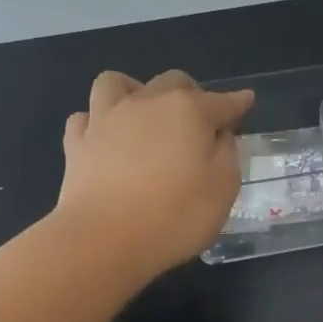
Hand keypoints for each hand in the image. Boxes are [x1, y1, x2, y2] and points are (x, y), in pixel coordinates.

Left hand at [54, 69, 254, 277]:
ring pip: (116, 83)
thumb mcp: (223, 188)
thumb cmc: (175, 216)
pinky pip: (84, 117)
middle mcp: (147, 103)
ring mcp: (106, 119)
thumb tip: (219, 135)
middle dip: (191, 93)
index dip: (237, 103)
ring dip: (134, 91)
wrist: (103, 239)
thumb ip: (227, 153)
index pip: (222, 101)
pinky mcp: (76, 143)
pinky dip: (96, 123)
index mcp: (188, 111)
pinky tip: (104, 138)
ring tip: (142, 114)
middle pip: (173, 82)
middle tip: (198, 123)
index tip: (246, 102)